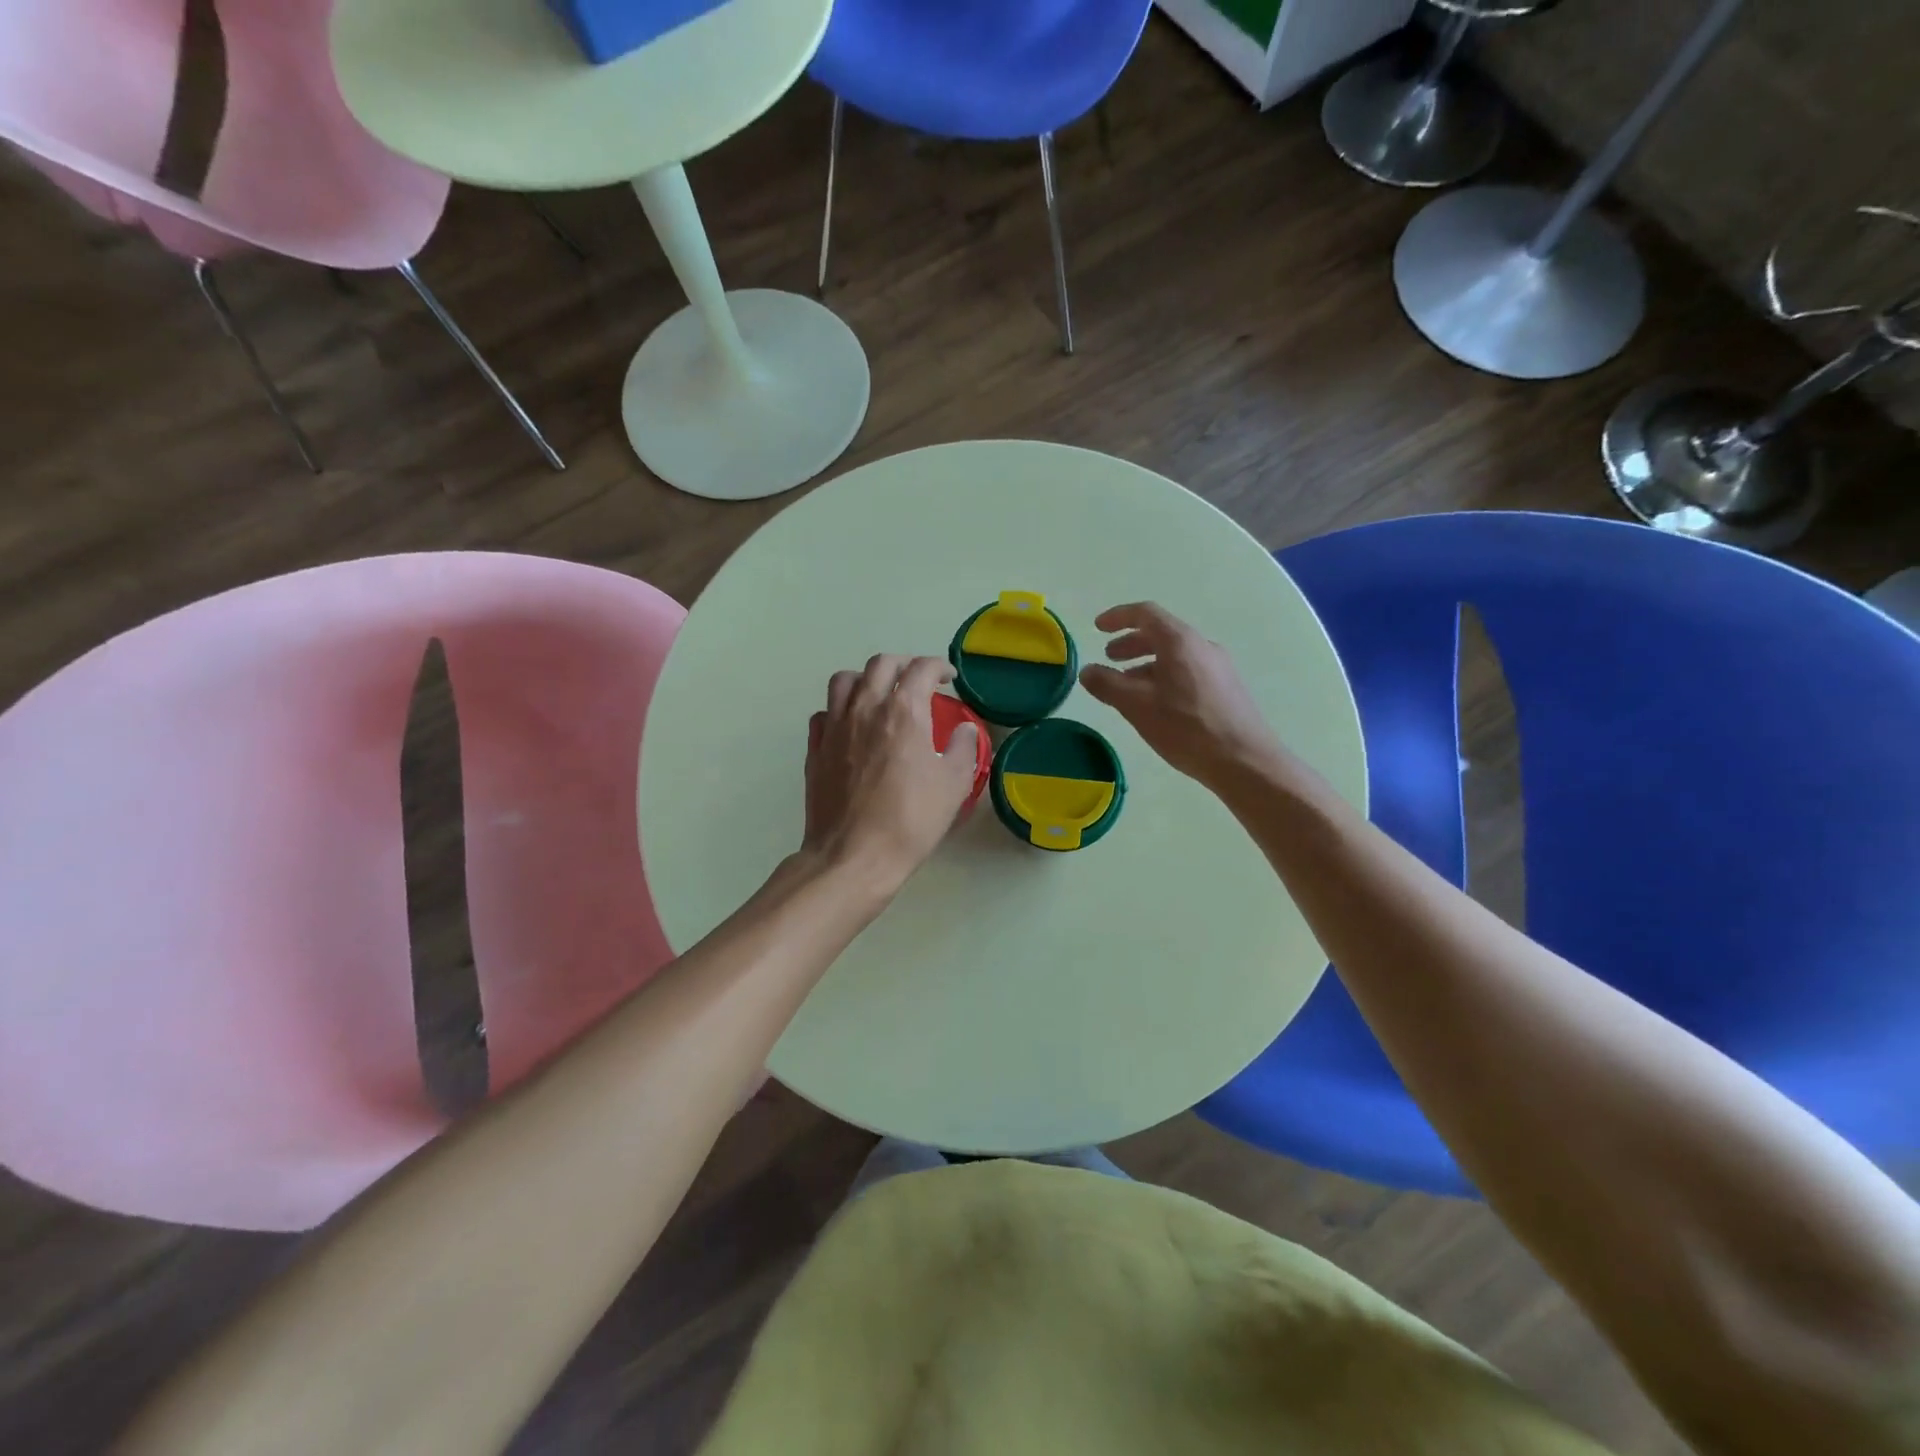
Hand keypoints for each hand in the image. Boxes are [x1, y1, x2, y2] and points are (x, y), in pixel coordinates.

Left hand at [802, 655, 982, 891]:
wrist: (853, 855)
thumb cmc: (910, 820)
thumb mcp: (954, 785)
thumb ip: (964, 749)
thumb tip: (964, 729)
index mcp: (903, 711)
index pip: (921, 669)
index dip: (939, 667)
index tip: (948, 678)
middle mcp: (865, 708)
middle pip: (881, 664)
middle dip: (904, 664)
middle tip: (917, 680)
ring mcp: (835, 727)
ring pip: (845, 680)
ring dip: (866, 678)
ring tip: (880, 694)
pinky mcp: (816, 748)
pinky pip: (825, 713)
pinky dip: (840, 710)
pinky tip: (851, 726)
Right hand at [1079, 603, 1282, 786]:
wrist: (1245, 761)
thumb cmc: (1187, 728)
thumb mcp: (1137, 706)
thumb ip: (1108, 684)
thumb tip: (1086, 670)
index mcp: (1181, 642)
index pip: (1146, 613)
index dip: (1118, 617)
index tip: (1097, 628)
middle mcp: (1202, 646)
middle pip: (1162, 633)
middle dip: (1131, 643)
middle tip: (1109, 658)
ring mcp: (1219, 667)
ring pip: (1175, 654)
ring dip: (1147, 663)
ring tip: (1128, 686)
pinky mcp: (1227, 688)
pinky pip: (1188, 670)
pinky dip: (1165, 676)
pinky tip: (1157, 703)